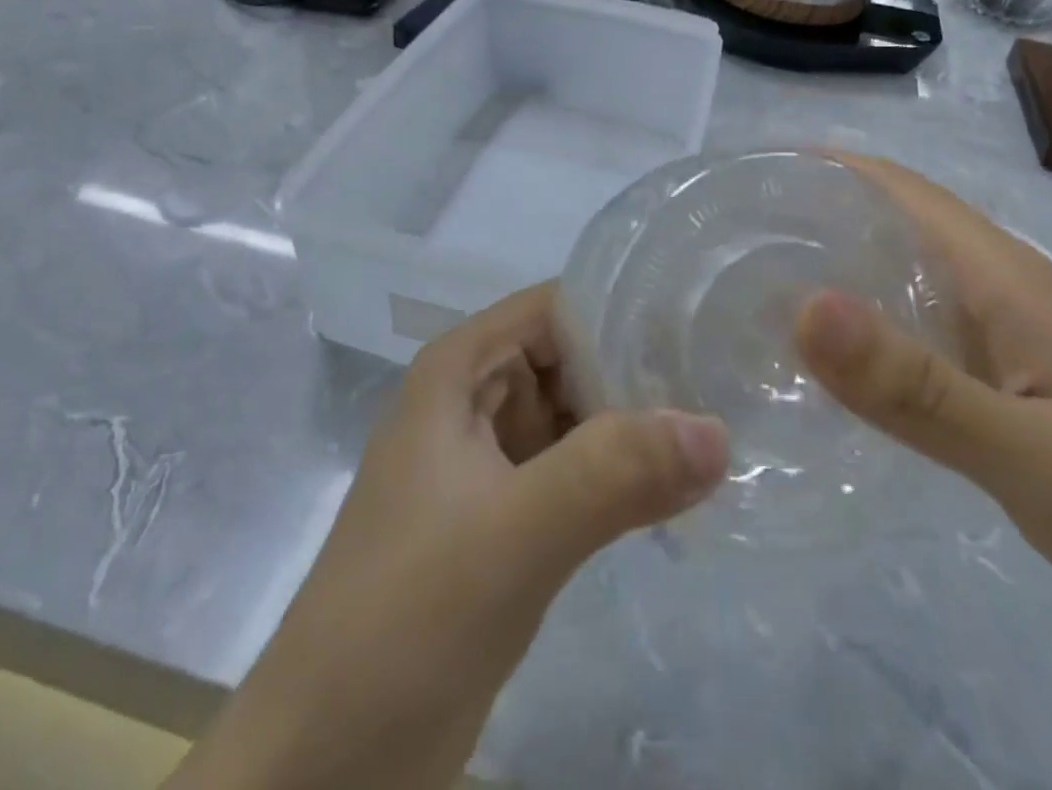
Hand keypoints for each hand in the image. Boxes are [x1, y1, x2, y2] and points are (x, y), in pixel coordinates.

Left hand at [165, 284, 727, 789]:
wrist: (324, 771)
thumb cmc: (401, 624)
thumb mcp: (512, 536)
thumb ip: (612, 475)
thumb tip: (718, 431)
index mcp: (460, 371)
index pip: (559, 307)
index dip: (626, 310)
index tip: (700, 329)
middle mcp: (475, 401)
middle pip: (573, 357)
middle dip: (641, 371)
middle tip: (727, 385)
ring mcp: (488, 463)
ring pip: (579, 416)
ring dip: (637, 426)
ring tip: (721, 428)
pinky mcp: (505, 520)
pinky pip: (576, 473)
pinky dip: (621, 476)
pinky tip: (677, 490)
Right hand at [792, 153, 1051, 654]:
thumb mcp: (1030, 453)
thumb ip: (915, 387)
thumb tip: (805, 304)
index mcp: (1004, 277)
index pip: (902, 189)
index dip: (830, 169)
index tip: (756, 179)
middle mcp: (1005, 288)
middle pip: (899, 225)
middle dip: (821, 216)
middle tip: (738, 242)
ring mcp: (1016, 335)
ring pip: (913, 278)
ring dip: (846, 268)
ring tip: (766, 289)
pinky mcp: (1021, 379)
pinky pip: (929, 330)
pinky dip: (877, 326)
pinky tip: (843, 363)